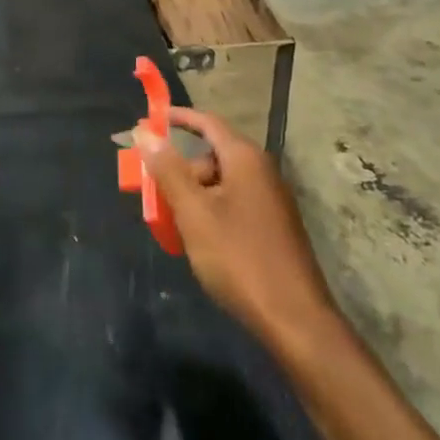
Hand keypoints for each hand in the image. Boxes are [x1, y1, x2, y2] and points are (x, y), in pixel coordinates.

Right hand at [137, 107, 335, 348]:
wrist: (295, 321)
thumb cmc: (239, 258)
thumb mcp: (193, 212)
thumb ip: (168, 169)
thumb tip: (144, 131)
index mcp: (245, 159)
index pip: (207, 122)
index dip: (177, 118)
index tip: (149, 121)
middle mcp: (261, 171)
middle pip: (212, 155)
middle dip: (180, 169)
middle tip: (155, 191)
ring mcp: (271, 200)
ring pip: (221, 183)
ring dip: (193, 195)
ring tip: (172, 224)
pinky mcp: (274, 227)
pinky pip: (233, 204)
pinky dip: (210, 212)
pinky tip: (198, 241)